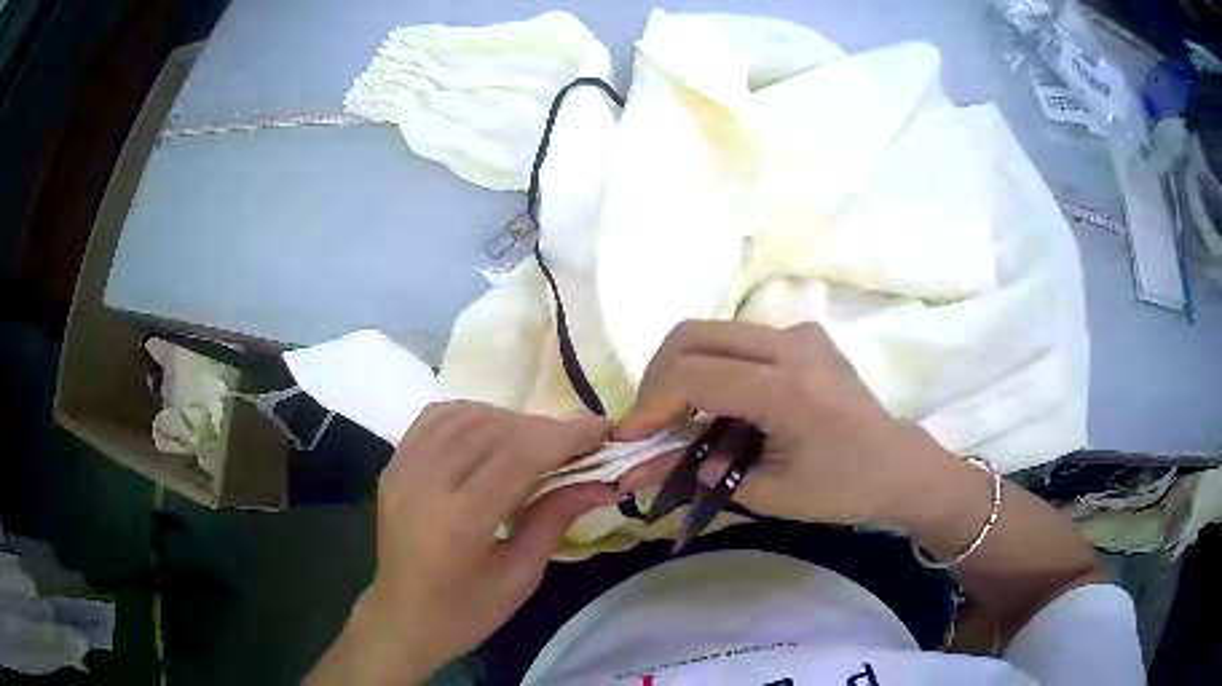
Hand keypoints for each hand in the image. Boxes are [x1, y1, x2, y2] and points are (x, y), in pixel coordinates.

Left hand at [308, 402, 617, 684]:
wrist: (401, 619)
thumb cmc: (465, 613)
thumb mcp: (520, 577)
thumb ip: (555, 519)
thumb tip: (602, 481)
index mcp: (458, 522)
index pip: (518, 456)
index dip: (566, 436)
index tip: (603, 430)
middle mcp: (423, 483)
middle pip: (493, 429)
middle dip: (545, 428)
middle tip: (580, 441)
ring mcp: (401, 468)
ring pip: (465, 415)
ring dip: (510, 420)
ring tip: (540, 441)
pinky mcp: (393, 465)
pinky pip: (436, 419)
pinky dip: (473, 416)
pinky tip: (493, 434)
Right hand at [615, 320, 946, 525]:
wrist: (897, 465)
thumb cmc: (840, 490)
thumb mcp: (764, 492)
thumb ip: (694, 475)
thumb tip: (633, 472)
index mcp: (788, 388)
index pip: (692, 376)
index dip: (649, 406)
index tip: (628, 440)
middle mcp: (792, 344)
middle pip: (691, 336)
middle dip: (656, 380)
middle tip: (651, 425)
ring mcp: (800, 332)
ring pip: (711, 333)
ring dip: (682, 373)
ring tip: (681, 420)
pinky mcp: (803, 334)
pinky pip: (738, 340)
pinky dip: (712, 368)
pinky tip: (720, 406)